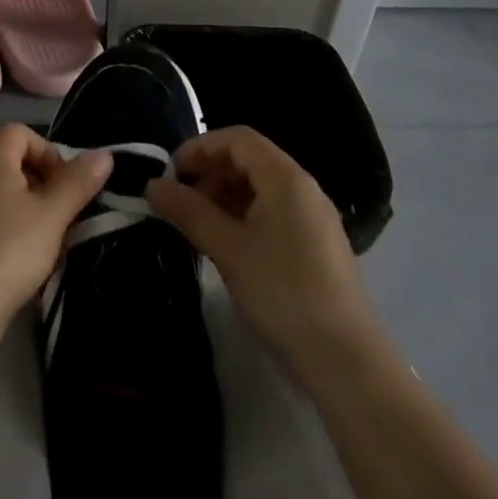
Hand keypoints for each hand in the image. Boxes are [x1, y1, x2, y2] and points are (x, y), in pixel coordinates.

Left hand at [0, 124, 111, 344]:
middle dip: (40, 181)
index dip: (49, 153)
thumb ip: (78, 182)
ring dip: (24, 207)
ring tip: (40, 242)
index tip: (65, 189)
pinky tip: (13, 260)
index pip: (22, 132)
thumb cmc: (7, 253)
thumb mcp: (53, 216)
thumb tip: (104, 155)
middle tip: (58, 217)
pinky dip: (2, 226)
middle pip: (10, 159)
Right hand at [145, 126, 383, 385]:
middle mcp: (304, 188)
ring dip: (226, 195)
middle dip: (211, 172)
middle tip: (182, 200)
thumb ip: (188, 211)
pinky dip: (246, 215)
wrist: (344, 359)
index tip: (172, 172)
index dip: (201, 147)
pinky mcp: (318, 245)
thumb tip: (152, 185)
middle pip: (251, 159)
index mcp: (285, 177)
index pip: (238, 139)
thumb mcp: (227, 248)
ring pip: (262, 187)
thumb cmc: (281, 291)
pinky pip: (275, 212)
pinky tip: (229, 245)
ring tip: (200, 225)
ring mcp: (315, 217)